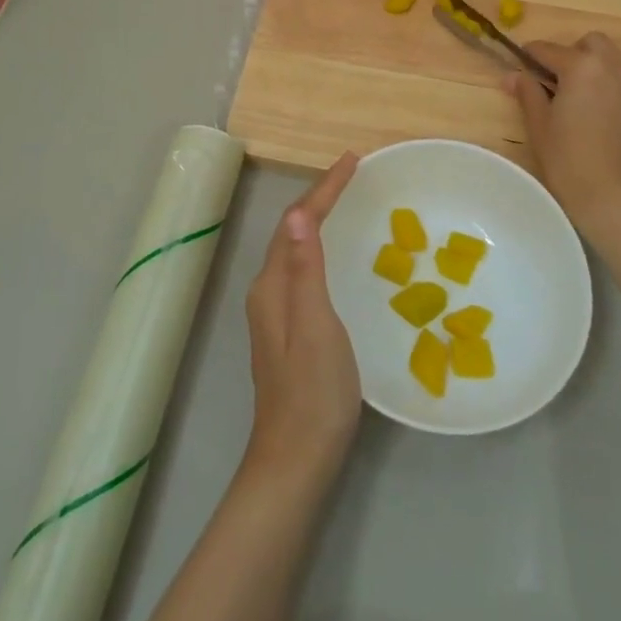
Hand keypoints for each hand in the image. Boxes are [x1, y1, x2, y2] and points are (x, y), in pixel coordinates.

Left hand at [242, 153, 361, 485]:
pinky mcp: (288, 330)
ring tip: (346, 200)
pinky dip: (320, 246)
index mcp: (273, 285)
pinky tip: (337, 254)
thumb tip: (299, 214)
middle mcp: (268, 291)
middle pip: (292, 230)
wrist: (296, 460)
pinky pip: (303, 269)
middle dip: (320, 196)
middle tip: (352, 173)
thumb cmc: (313, 392)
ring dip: (318, 219)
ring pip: (296, 249)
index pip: (297, 221)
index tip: (352, 160)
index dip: (324, 188)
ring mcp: (276, 313)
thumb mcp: (317, 327)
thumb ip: (307, 270)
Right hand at [505, 34, 620, 248]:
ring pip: (617, 61)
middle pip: (591, 43)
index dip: (531, 55)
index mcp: (581, 67)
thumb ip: (528, 93)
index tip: (521, 64)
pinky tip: (619, 108)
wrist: (615, 201)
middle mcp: (614, 68)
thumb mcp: (539, 126)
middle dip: (573, 53)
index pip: (548, 50)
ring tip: (588, 97)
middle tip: (558, 81)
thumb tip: (513, 75)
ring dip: (600, 68)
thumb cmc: (568, 162)